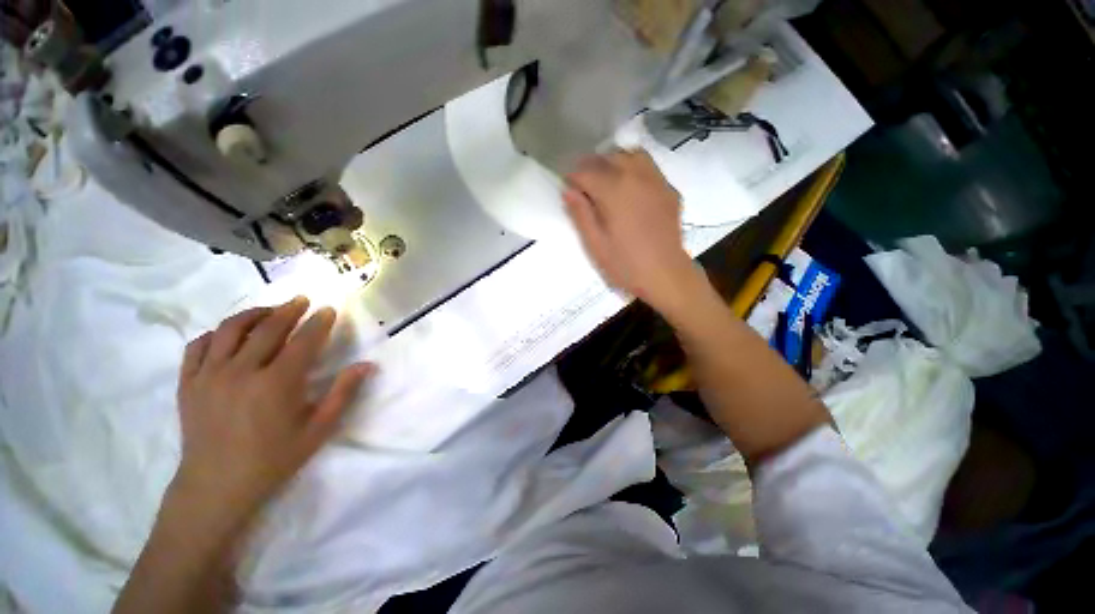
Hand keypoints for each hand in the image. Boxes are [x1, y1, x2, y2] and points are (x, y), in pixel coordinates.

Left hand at [172, 297, 373, 525]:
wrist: (216, 486)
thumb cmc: (273, 459)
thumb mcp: (318, 430)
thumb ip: (343, 393)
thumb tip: (367, 365)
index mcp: (277, 384)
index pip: (303, 341)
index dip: (319, 323)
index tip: (329, 310)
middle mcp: (241, 372)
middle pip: (268, 328)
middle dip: (289, 310)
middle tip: (302, 301)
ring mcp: (209, 376)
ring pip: (230, 330)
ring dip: (254, 315)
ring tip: (269, 311)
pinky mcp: (188, 383)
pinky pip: (198, 346)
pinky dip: (215, 334)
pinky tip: (229, 335)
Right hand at [563, 150, 701, 314]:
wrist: (666, 275)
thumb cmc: (626, 264)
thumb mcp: (596, 244)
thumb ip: (581, 214)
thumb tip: (568, 191)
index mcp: (614, 191)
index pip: (586, 172)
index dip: (573, 179)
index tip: (567, 188)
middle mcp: (636, 177)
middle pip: (608, 158)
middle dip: (591, 167)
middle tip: (583, 186)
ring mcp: (657, 181)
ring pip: (631, 155)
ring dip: (614, 163)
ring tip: (606, 180)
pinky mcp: (669, 190)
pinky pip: (649, 167)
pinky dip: (634, 169)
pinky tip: (630, 188)